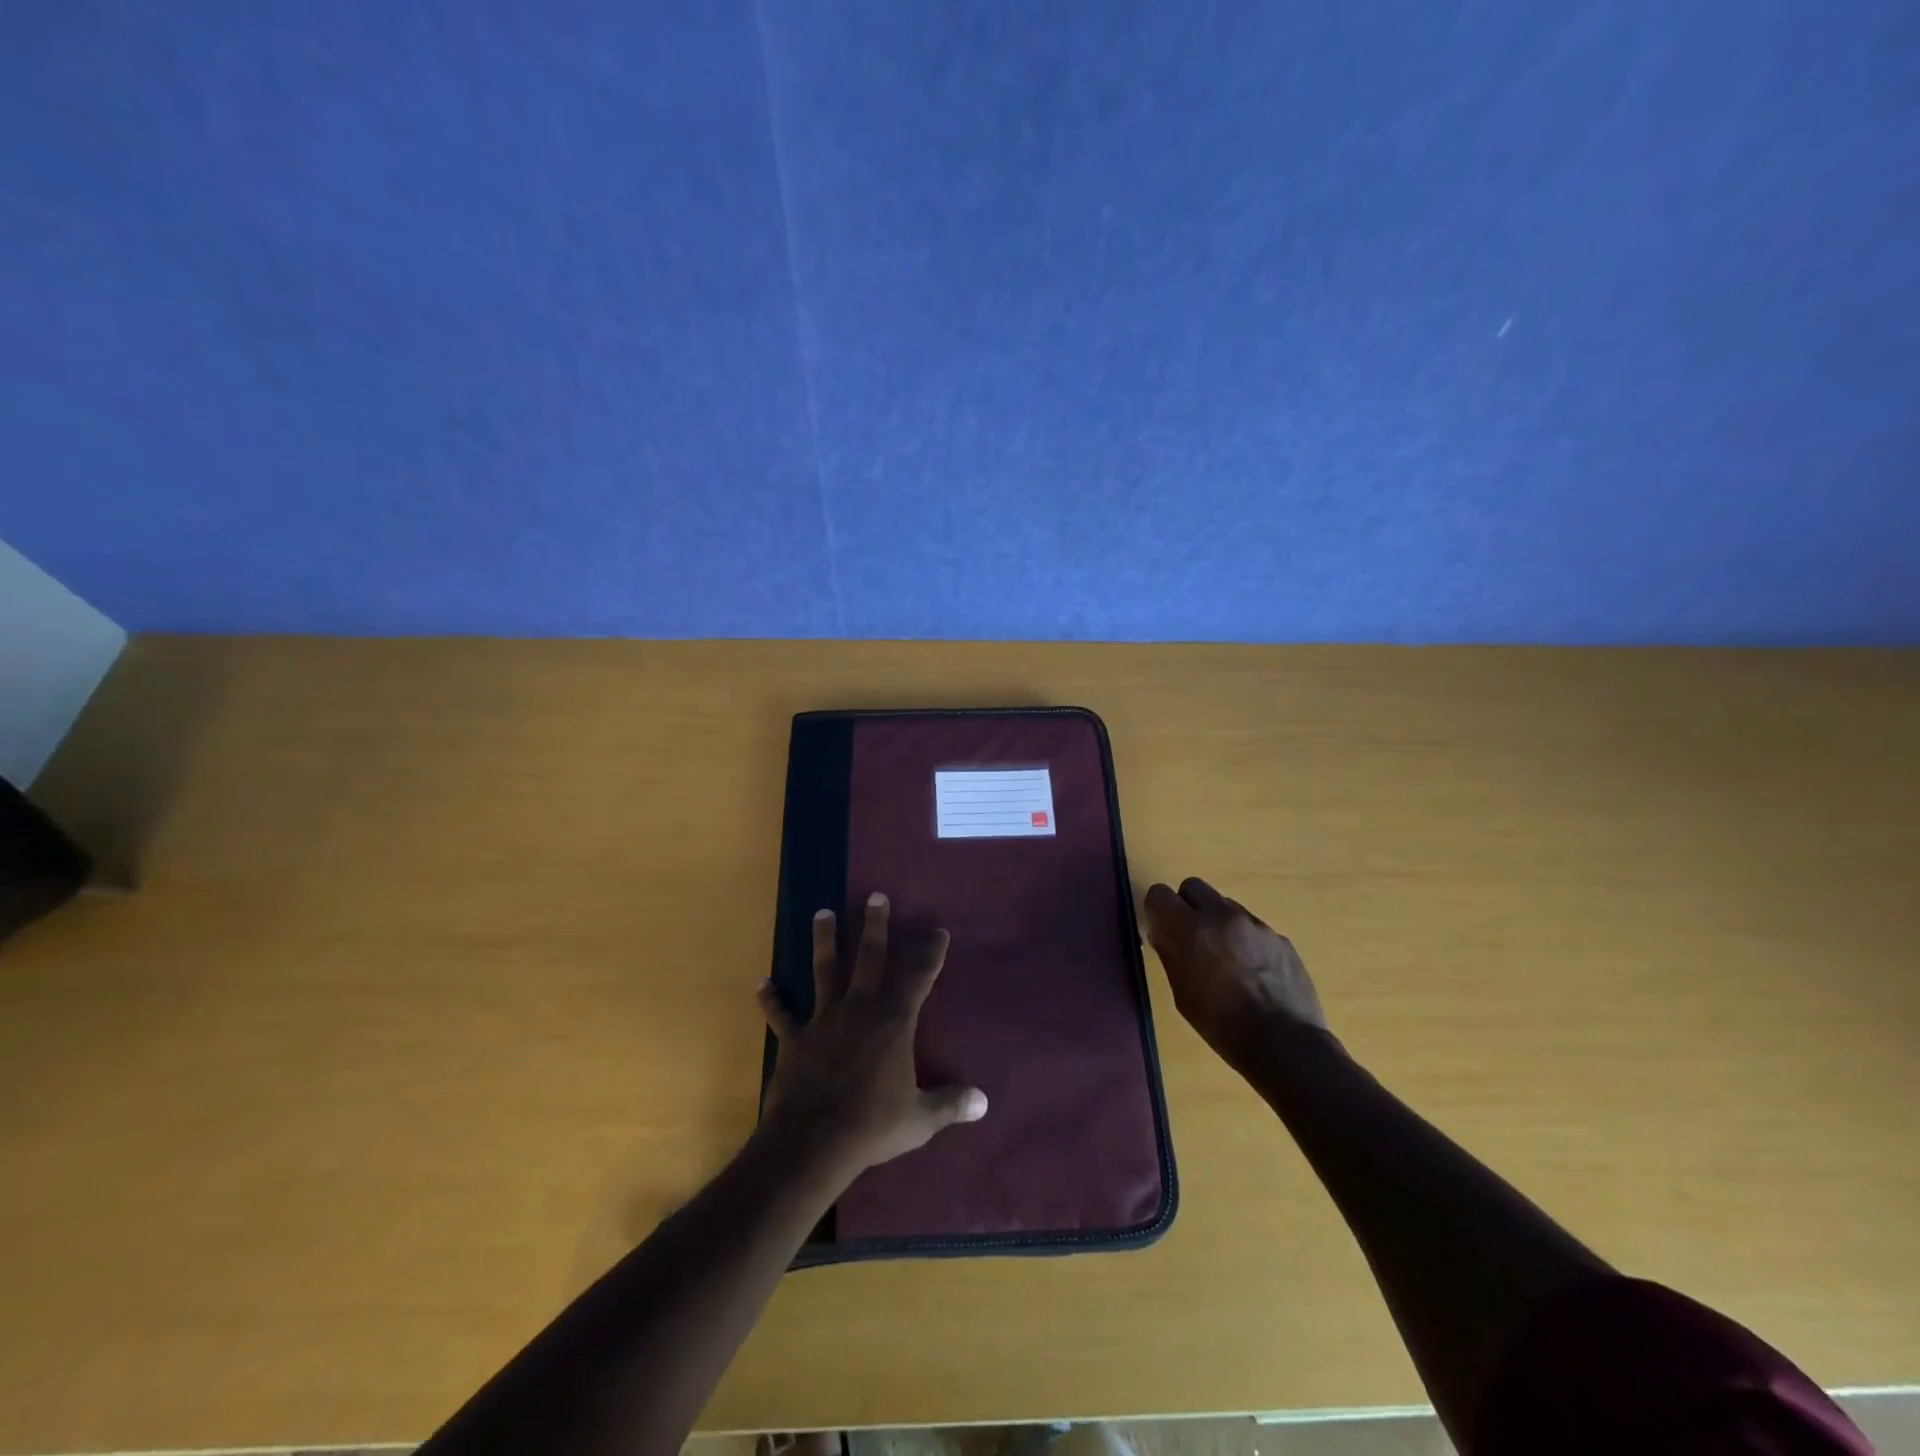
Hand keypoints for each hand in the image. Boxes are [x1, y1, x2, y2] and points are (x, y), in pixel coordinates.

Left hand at [757, 892, 987, 1180]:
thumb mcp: (920, 1119)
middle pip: (869, 958)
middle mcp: (860, 1009)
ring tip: (822, 912)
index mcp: (894, 1022)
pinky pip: (781, 1015)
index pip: (919, 978)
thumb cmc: (873, 1125)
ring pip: (824, 970)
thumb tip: (984, 1102)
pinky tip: (762, 984)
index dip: (931, 954)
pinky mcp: (795, 1038)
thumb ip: (951, 1104)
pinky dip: (771, 1000)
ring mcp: (824, 1020)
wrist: (814, 1141)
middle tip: (875, 897)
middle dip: (875, 926)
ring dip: (824, 940)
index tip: (938, 931)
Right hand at [1142, 877, 1329, 1071]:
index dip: (1157, 911)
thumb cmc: (1222, 1025)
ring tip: (1225, 959)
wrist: (1286, 1044)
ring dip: (1217, 922)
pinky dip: (1244, 940)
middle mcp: (1222, 915)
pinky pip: (1251, 926)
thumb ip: (1170, 955)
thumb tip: (1163, 933)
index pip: (1159, 893)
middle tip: (1190, 938)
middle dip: (1187, 906)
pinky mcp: (1279, 937)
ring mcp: (1255, 924)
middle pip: (1193, 886)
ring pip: (1224, 905)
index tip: (1162, 931)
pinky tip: (1252, 972)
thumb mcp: (1182, 993)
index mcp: (1190, 929)